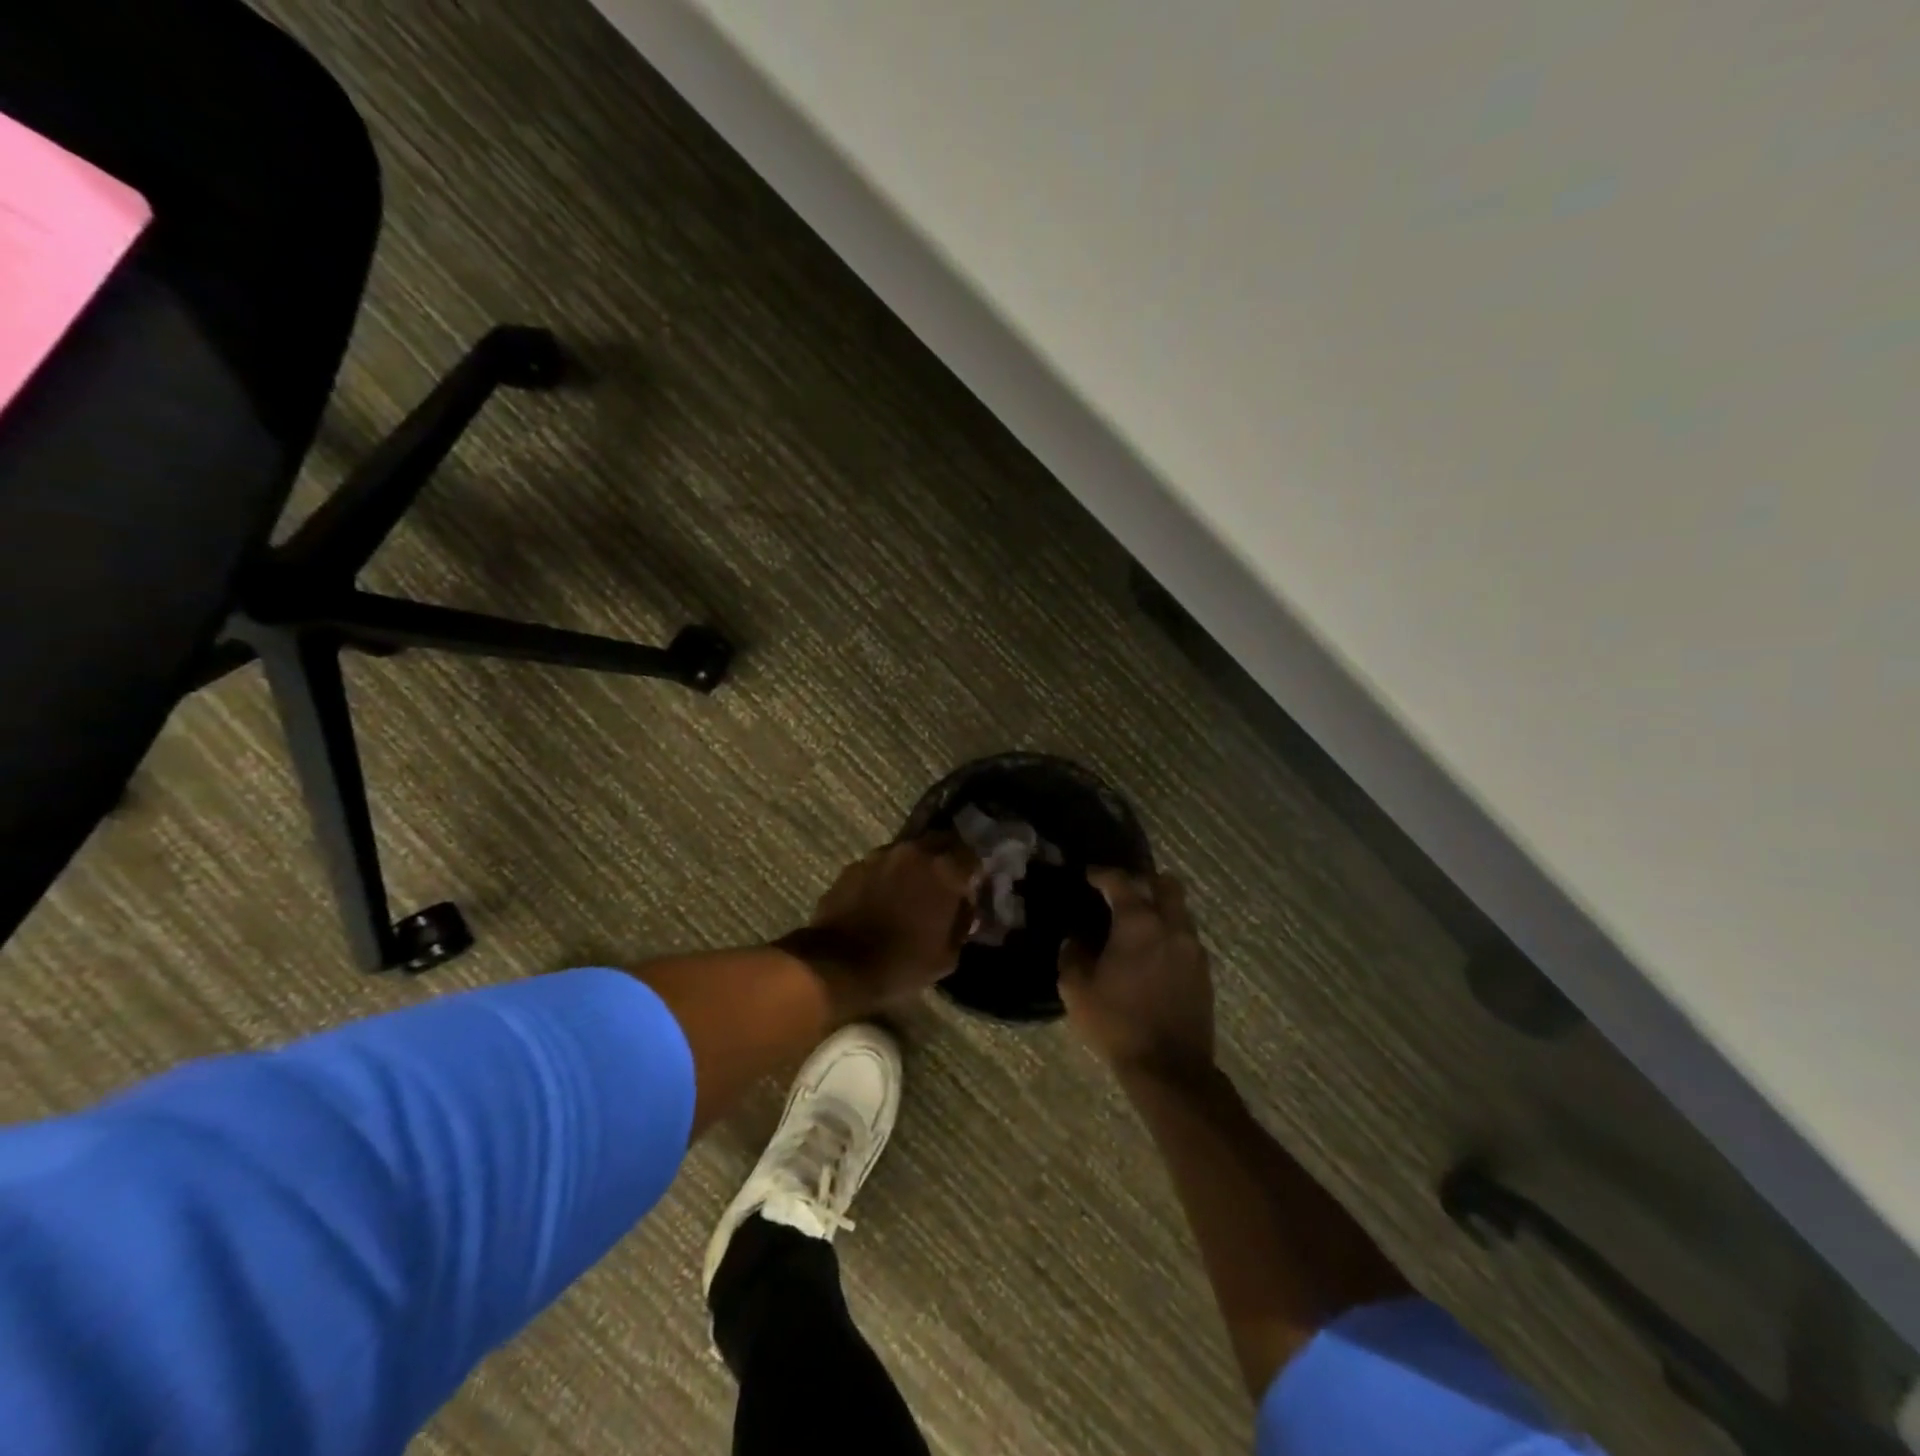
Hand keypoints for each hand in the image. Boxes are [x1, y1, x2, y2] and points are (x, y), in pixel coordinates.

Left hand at [777, 835, 979, 1018]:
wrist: (838, 966)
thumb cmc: (901, 964)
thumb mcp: (947, 956)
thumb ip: (961, 924)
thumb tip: (965, 908)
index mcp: (944, 871)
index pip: (971, 855)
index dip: (973, 871)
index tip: (971, 887)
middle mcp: (914, 853)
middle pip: (939, 841)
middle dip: (945, 857)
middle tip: (944, 882)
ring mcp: (880, 856)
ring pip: (906, 851)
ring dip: (913, 866)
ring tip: (909, 891)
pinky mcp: (853, 867)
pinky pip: (879, 865)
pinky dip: (885, 877)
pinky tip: (881, 898)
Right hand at [1059, 870, 1214, 1079]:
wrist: (1169, 1068)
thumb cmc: (1117, 1022)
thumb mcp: (1076, 990)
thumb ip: (1072, 956)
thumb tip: (1075, 940)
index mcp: (1138, 923)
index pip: (1121, 882)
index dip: (1102, 874)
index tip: (1090, 875)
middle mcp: (1171, 926)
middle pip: (1166, 884)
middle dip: (1144, 881)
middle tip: (1124, 891)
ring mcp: (1193, 949)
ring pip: (1180, 910)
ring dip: (1160, 908)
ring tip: (1138, 924)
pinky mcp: (1204, 972)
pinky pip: (1187, 937)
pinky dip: (1170, 933)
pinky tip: (1153, 953)